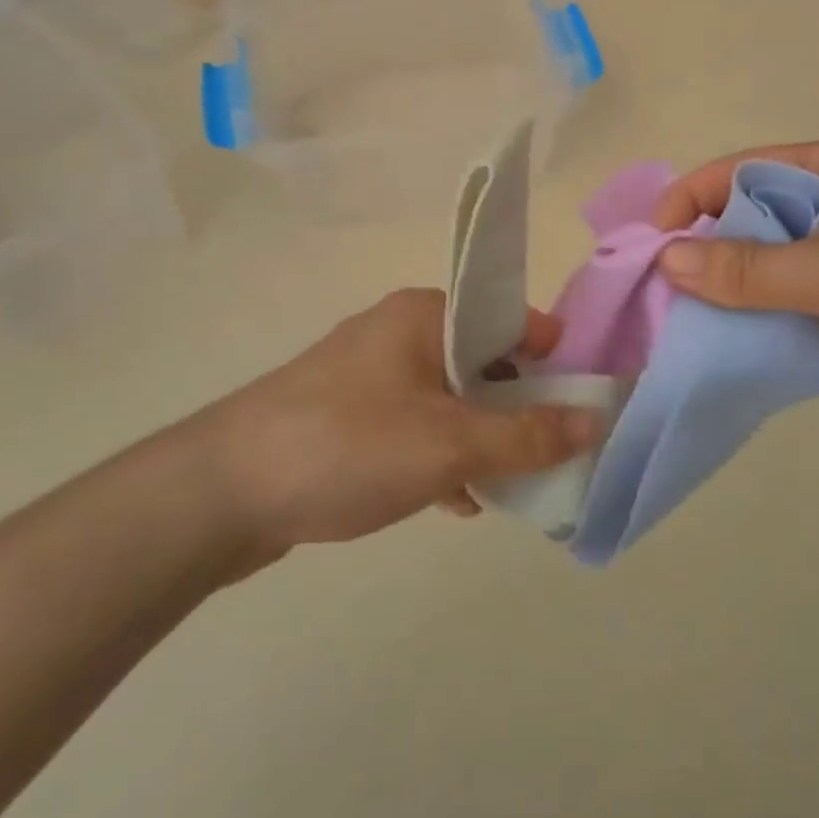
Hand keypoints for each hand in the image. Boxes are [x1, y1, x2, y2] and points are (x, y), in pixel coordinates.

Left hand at [201, 289, 597, 550]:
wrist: (222, 492)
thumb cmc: (347, 445)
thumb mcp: (449, 444)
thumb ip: (527, 435)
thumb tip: (596, 421)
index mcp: (425, 315)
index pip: (512, 321)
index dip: (551, 362)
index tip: (578, 411)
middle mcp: (399, 334)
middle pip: (483, 363)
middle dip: (517, 411)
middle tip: (547, 458)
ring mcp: (371, 376)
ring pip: (450, 401)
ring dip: (481, 440)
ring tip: (509, 487)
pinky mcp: (349, 417)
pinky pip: (416, 427)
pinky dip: (441, 457)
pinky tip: (456, 502)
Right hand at [654, 140, 818, 448]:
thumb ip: (749, 269)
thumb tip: (668, 259)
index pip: (740, 171)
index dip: (692, 199)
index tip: (654, 243)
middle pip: (739, 219)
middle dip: (698, 249)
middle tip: (655, 287)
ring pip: (749, 267)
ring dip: (714, 290)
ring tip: (669, 318)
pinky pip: (767, 306)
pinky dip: (738, 321)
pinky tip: (706, 341)